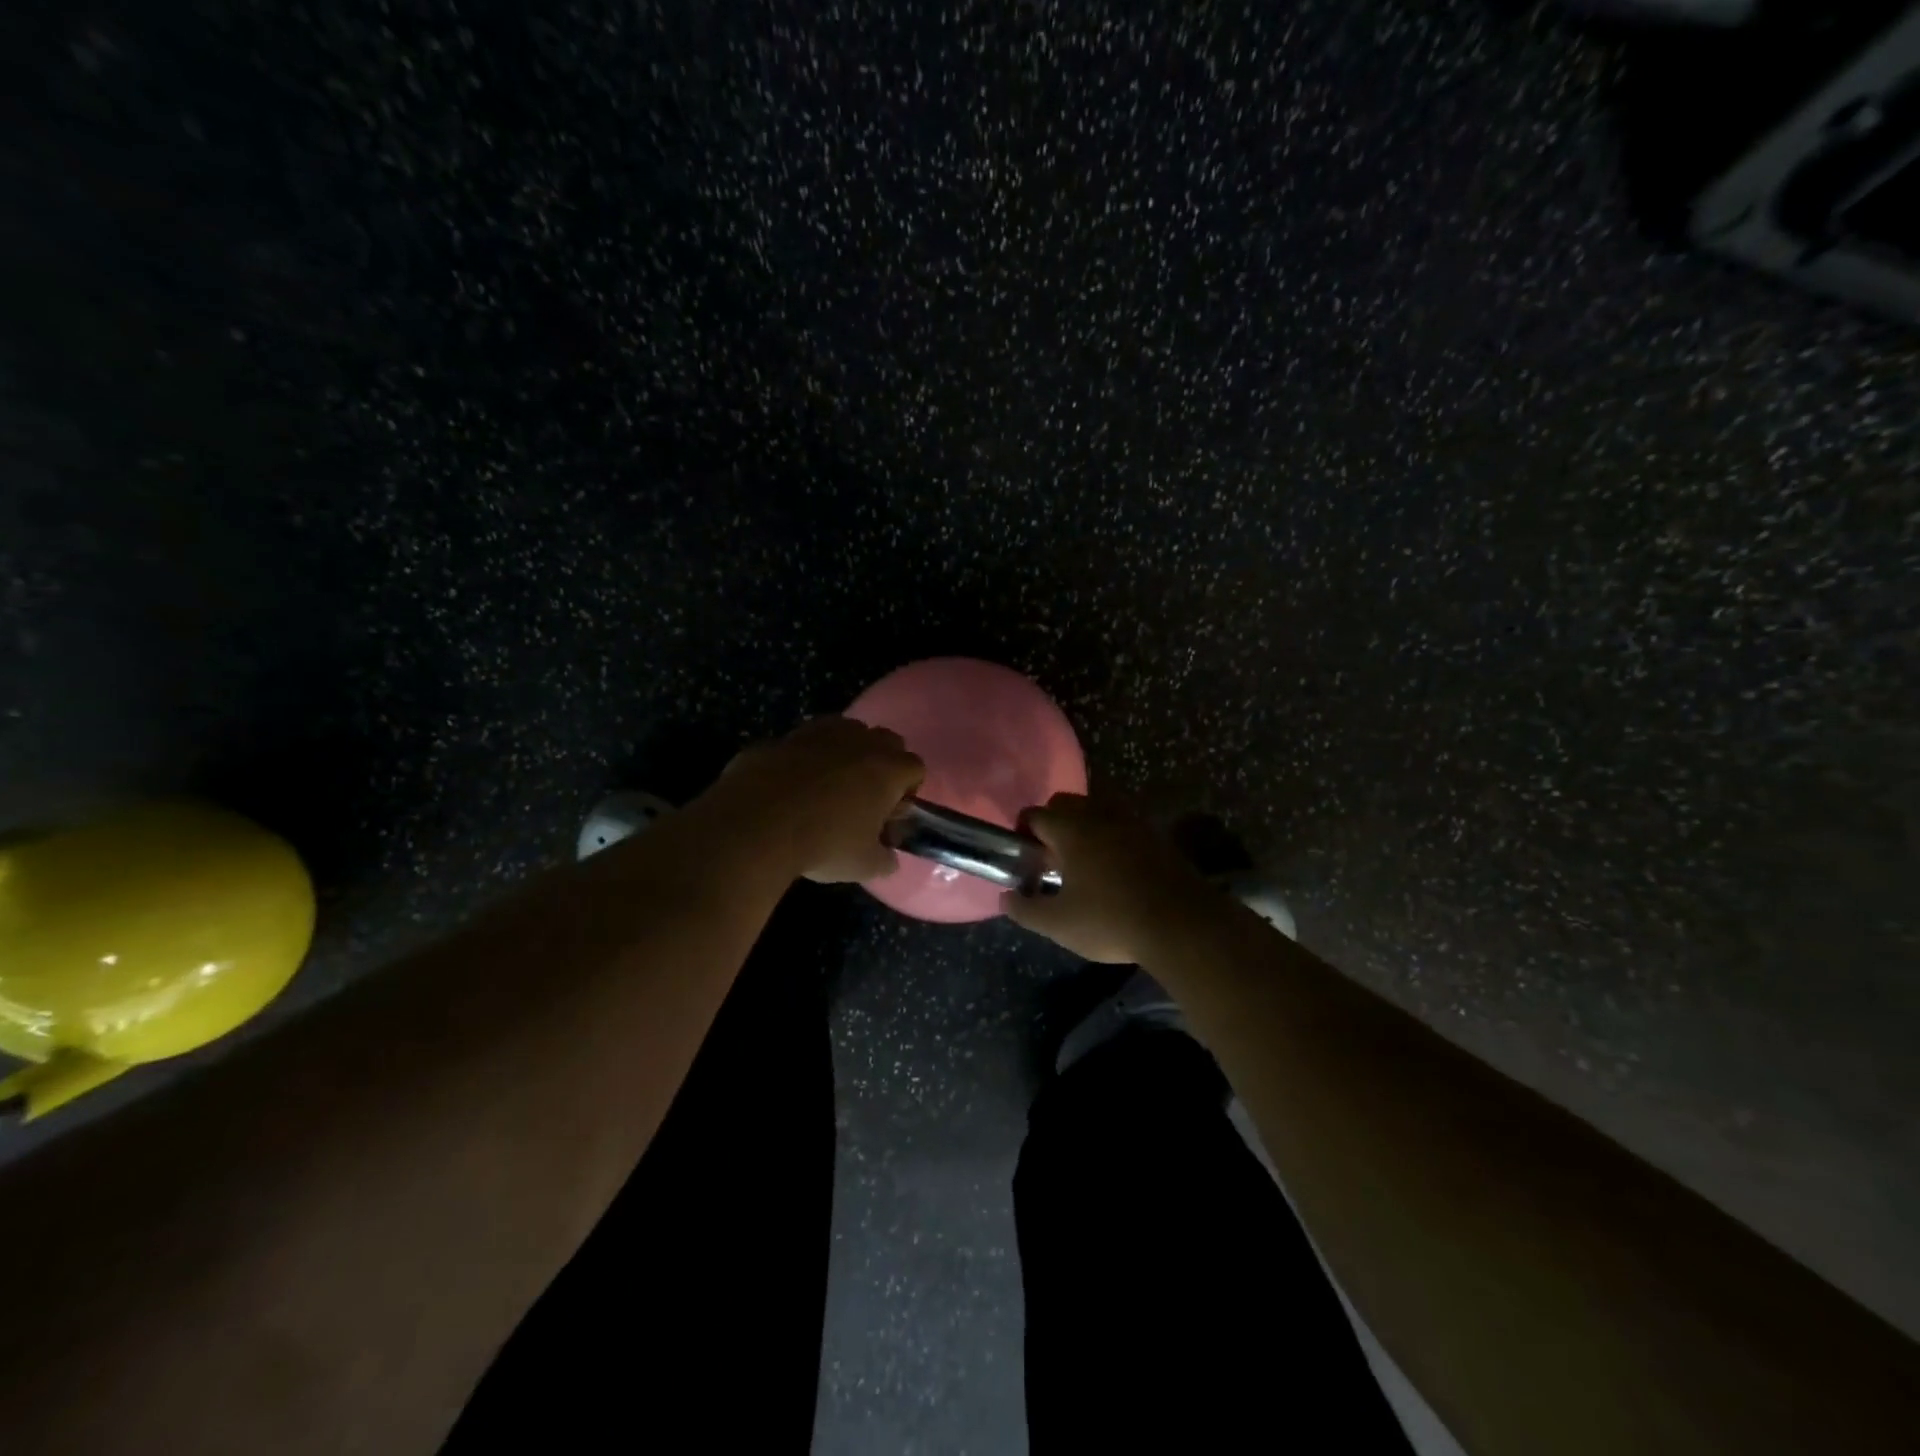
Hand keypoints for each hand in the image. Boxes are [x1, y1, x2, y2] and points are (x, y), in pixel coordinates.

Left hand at [715, 717, 924, 883]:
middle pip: (886, 741)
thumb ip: (884, 859)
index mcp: (888, 769)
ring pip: (846, 731)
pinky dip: (807, 755)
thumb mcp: (863, 865)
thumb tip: (888, 858)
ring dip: (846, 752)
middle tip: (864, 796)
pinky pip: (807, 740)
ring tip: (828, 785)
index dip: (907, 790)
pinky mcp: (785, 735)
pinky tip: (792, 783)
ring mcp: (821, 732)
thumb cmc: (823, 843)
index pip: (915, 767)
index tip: (890, 812)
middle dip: (881, 763)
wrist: (756, 824)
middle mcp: (860, 741)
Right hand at [1000, 793, 1213, 962]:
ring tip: (1084, 863)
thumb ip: (1025, 909)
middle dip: (1053, 824)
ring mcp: (1131, 822)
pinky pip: (1123, 825)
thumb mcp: (1058, 924)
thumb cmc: (1111, 920)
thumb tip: (1006, 897)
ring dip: (1084, 827)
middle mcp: (1099, 815)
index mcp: (1071, 830)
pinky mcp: (1156, 835)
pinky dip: (1112, 837)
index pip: (1034, 814)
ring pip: (1096, 810)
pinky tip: (1115, 869)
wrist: (1182, 925)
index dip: (1023, 833)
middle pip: (1065, 803)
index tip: (1026, 858)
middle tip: (1053, 858)